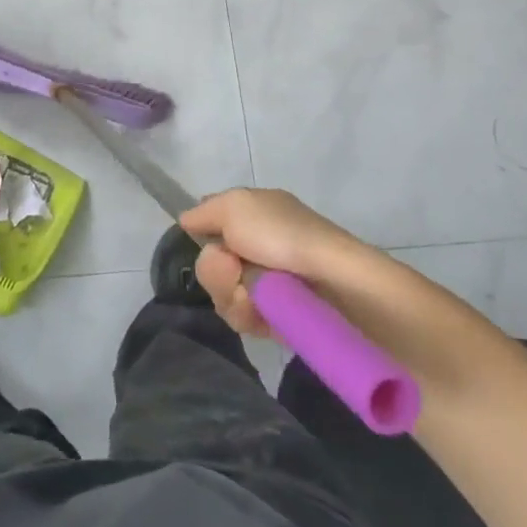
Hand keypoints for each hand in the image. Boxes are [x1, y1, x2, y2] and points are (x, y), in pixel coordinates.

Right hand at [180, 188, 367, 338]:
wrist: (339, 287)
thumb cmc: (286, 236)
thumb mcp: (237, 206)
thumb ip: (206, 211)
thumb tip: (187, 220)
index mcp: (254, 215)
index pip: (211, 226)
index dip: (203, 237)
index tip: (205, 240)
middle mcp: (259, 247)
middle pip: (211, 265)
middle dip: (216, 271)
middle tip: (235, 270)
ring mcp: (269, 284)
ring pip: (223, 295)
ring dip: (232, 296)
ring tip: (256, 298)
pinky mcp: (278, 317)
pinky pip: (244, 320)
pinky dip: (250, 316)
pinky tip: (265, 316)